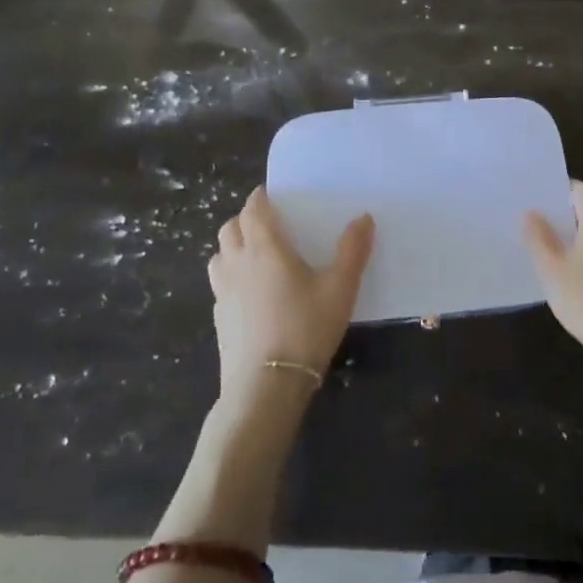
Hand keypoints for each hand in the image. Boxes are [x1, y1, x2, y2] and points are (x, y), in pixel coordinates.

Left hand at [208, 187, 373, 402]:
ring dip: (233, 247)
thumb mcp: (340, 289)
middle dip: (245, 219)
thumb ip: (353, 251)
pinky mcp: (218, 319)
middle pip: (230, 227)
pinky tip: (249, 294)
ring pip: (219, 255)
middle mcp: (237, 263)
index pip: (253, 209)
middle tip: (267, 224)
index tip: (271, 195)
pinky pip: (220, 285)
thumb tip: (364, 217)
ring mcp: (222, 292)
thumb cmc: (305, 329)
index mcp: (265, 248)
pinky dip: (230, 277)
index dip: (260, 198)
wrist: (265, 387)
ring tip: (255, 255)